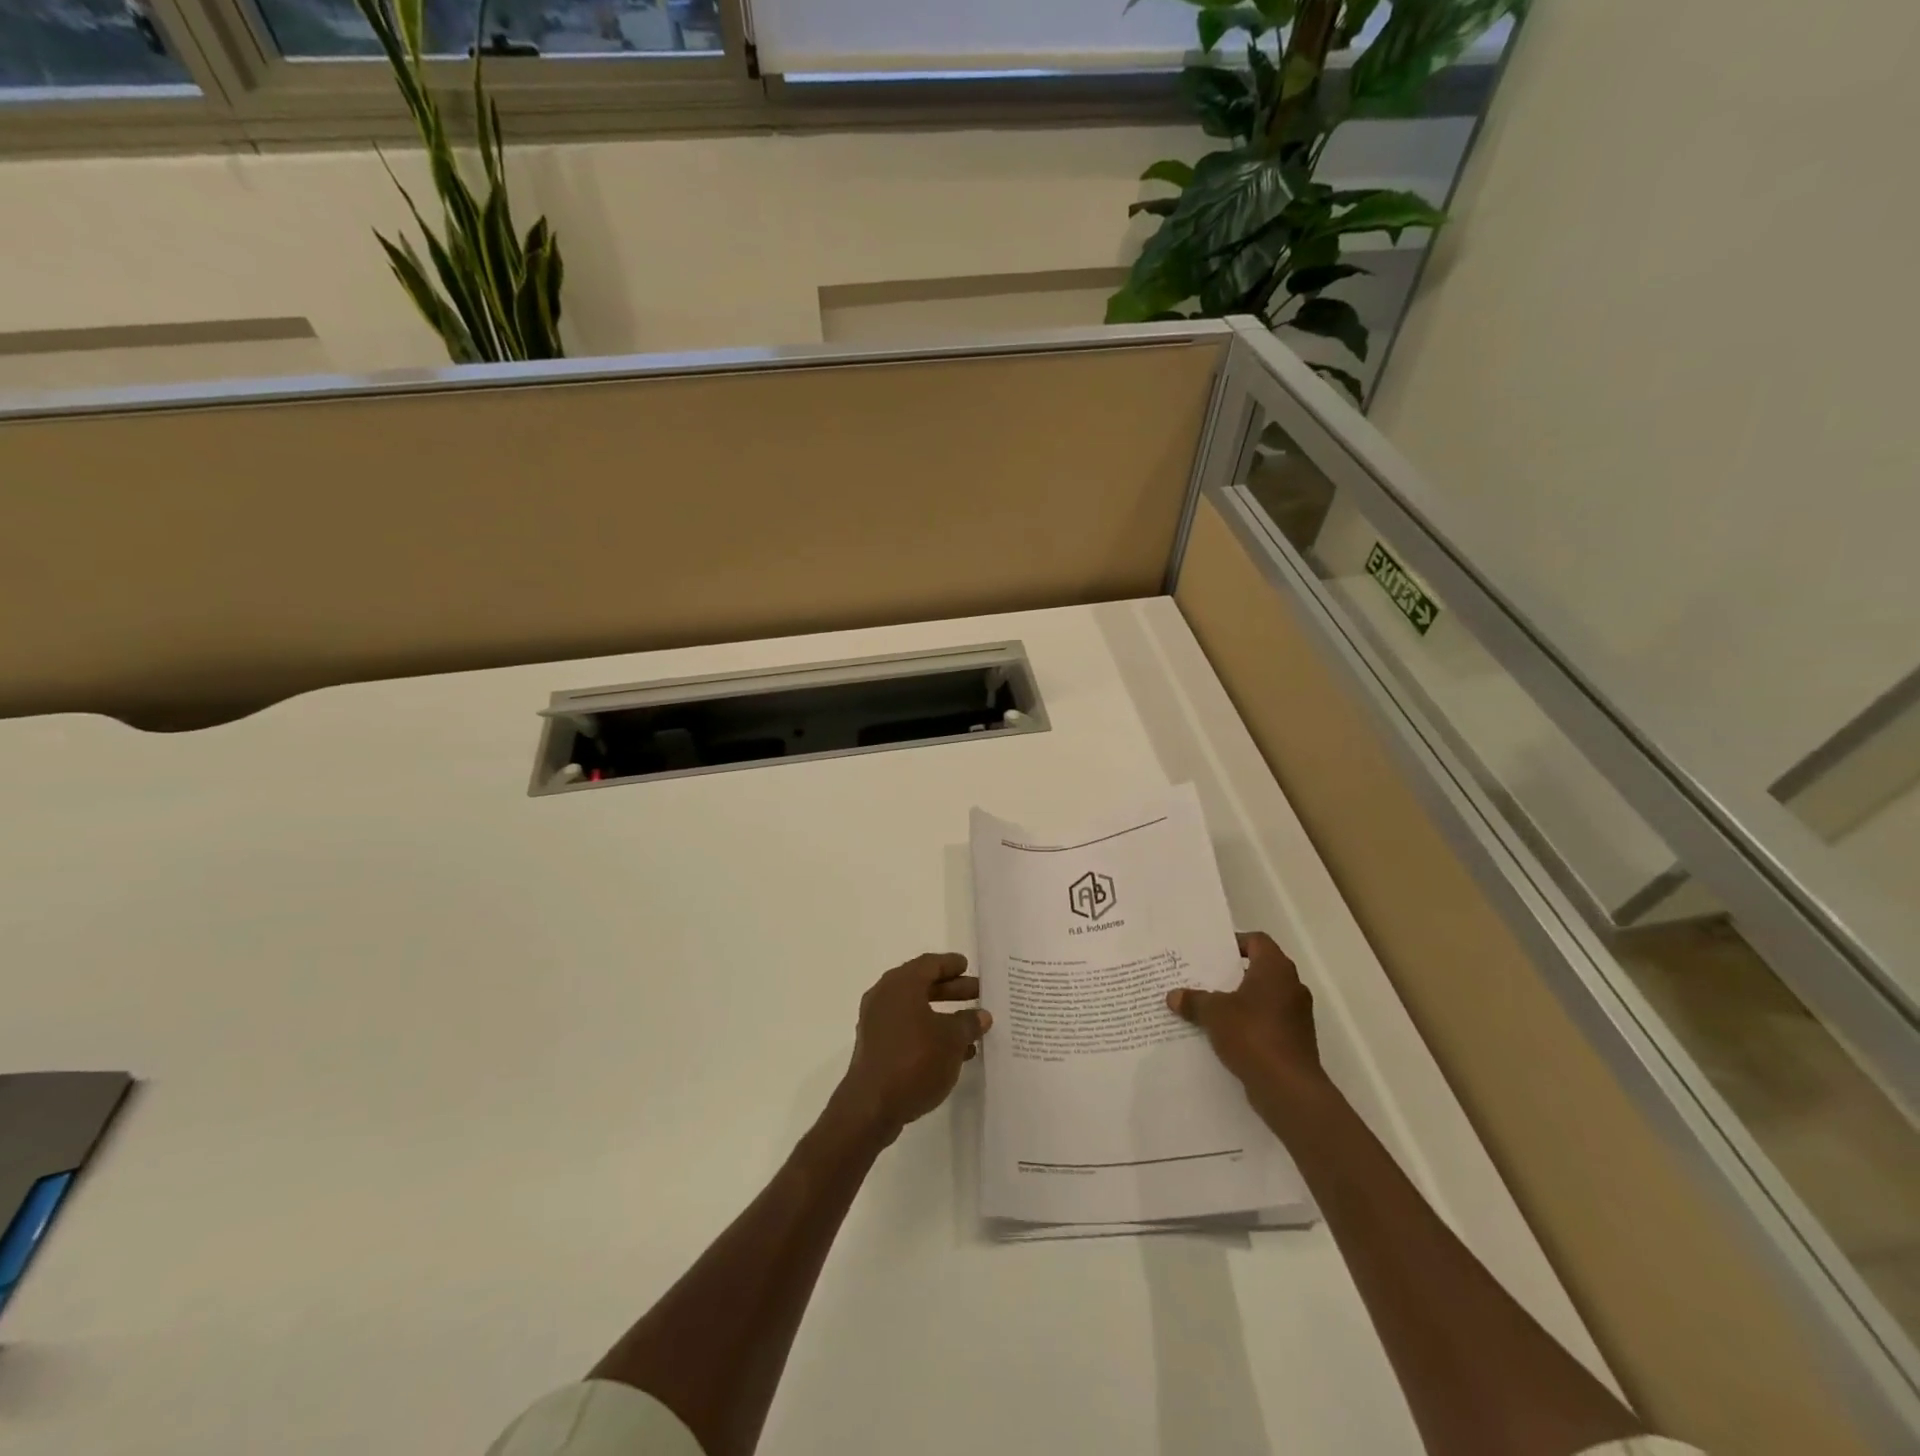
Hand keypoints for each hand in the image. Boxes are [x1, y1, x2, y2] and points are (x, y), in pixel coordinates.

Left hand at [835, 953, 990, 1142]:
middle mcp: (885, 997)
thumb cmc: (915, 1060)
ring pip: (916, 1009)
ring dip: (943, 1015)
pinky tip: (954, 1052)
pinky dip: (929, 1033)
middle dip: (951, 989)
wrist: (871, 1107)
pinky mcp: (876, 1047)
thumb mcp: (952, 1040)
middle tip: (977, 993)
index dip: (951, 964)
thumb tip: (981, 1015)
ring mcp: (877, 1023)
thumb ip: (969, 1023)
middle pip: (922, 985)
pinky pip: (908, 1030)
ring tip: (971, 1026)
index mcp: (901, 984)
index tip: (968, 966)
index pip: (930, 963)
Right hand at [1167, 932, 1325, 1113]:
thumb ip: (1193, 1000)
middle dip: (1231, 974)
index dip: (1234, 943)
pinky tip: (1224, 1034)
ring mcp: (1296, 1016)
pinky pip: (1267, 1022)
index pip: (1257, 941)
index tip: (1211, 953)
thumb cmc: (1253, 1035)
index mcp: (1275, 969)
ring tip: (1208, 1006)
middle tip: (1202, 977)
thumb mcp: (1214, 1013)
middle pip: (1259, 969)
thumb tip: (1173, 996)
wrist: (1289, 1089)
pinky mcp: (1295, 1041)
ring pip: (1263, 998)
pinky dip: (1249, 1024)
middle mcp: (1291, 987)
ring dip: (1240, 1001)